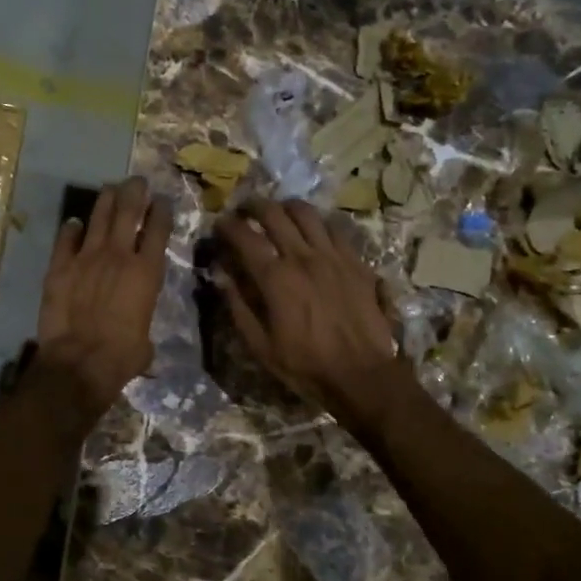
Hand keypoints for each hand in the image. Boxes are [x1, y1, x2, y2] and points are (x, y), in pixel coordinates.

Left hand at [34, 176, 174, 419]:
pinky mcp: (60, 266)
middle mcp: (119, 255)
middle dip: (135, 192)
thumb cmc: (122, 356)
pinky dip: (71, 229)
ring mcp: (87, 257)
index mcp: (147, 272)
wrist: (79, 361)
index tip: (162, 201)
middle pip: (128, 211)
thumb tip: (138, 336)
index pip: (158, 229)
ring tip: (110, 189)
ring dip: (106, 200)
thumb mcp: (145, 341)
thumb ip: (142, 324)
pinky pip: (66, 239)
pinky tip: (74, 223)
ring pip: (98, 217)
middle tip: (137, 182)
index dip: (161, 211)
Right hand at [212, 198, 409, 431]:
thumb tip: (221, 276)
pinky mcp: (356, 262)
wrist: (362, 375)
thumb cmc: (305, 365)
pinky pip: (334, 229)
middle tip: (245, 210)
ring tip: (279, 213)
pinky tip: (313, 232)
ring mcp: (333, 256)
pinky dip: (317, 224)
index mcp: (276, 278)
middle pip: (274, 214)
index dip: (227, 226)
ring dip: (286, 208)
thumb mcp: (260, 346)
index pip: (244, 237)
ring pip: (306, 213)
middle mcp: (303, 257)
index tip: (219, 225)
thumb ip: (238, 306)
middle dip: (253, 206)